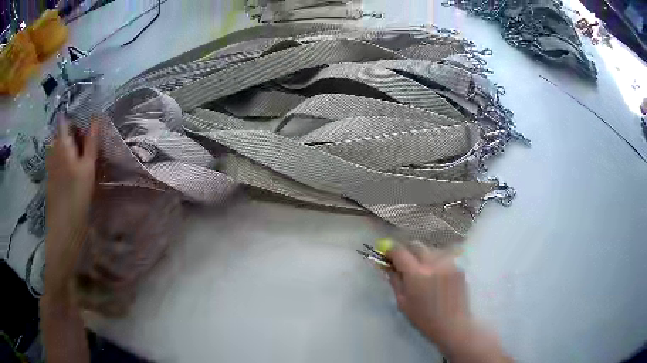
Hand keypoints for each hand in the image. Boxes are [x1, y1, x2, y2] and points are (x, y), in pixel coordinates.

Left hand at [45, 118, 98, 295]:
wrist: (64, 230)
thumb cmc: (77, 198)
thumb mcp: (88, 168)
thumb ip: (91, 142)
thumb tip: (96, 117)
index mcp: (61, 146)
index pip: (64, 121)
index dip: (75, 119)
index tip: (87, 127)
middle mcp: (53, 152)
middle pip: (63, 134)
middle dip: (75, 135)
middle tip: (88, 148)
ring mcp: (51, 166)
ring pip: (61, 149)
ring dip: (71, 149)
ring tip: (83, 161)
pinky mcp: (51, 180)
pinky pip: (58, 162)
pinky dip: (67, 161)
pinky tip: (75, 175)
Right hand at [386, 242, 470, 345]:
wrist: (453, 324)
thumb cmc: (424, 318)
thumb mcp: (403, 302)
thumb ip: (395, 281)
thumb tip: (388, 267)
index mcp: (416, 274)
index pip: (399, 251)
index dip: (390, 250)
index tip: (387, 255)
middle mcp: (433, 263)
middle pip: (416, 245)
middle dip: (407, 251)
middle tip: (404, 263)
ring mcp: (448, 262)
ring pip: (430, 250)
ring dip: (423, 256)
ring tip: (423, 270)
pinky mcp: (458, 266)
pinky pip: (443, 257)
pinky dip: (436, 262)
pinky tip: (437, 275)